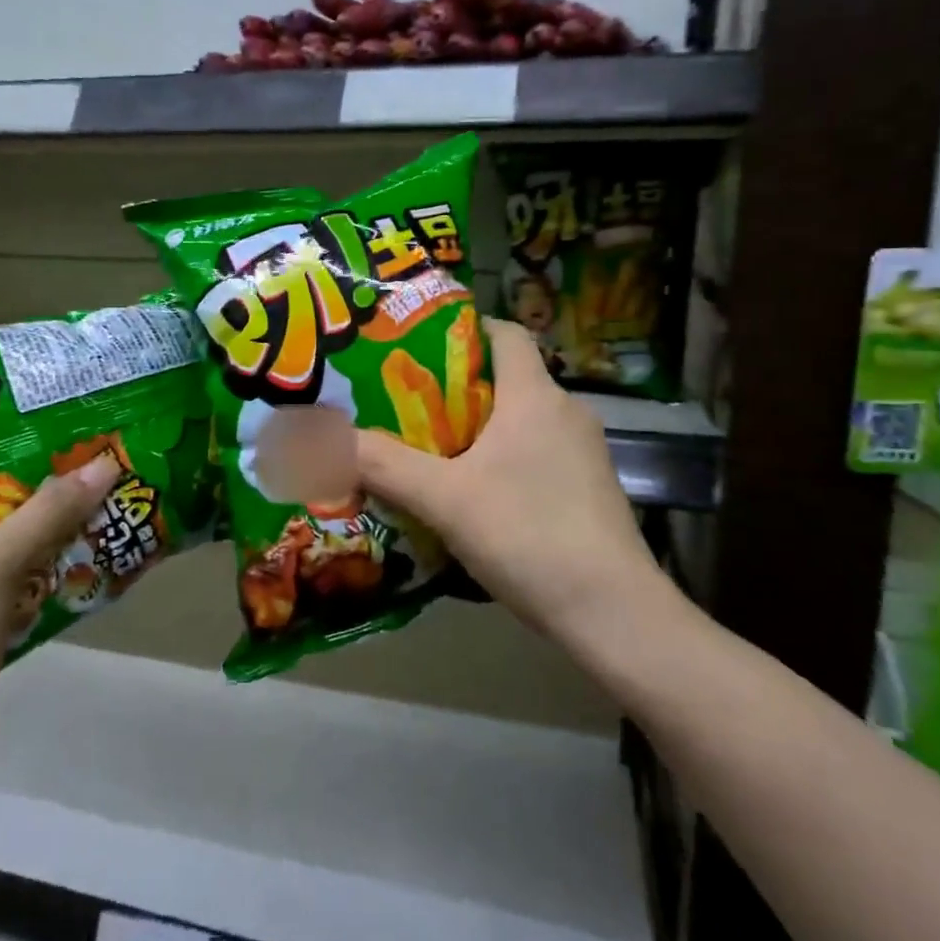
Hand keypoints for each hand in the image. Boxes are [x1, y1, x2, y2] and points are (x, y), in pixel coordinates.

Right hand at [355, 319, 661, 641]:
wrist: (613, 612)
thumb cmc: (528, 535)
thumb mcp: (444, 499)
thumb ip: (383, 465)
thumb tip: (326, 437)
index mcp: (536, 396)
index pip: (506, 333)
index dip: (465, 328)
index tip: (421, 345)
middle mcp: (567, 412)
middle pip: (508, 378)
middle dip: (458, 387)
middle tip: (407, 403)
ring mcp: (585, 453)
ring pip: (523, 421)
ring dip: (480, 428)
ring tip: (431, 449)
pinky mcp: (591, 489)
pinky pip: (538, 454)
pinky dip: (505, 460)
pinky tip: (475, 495)